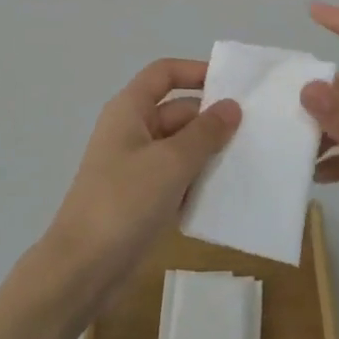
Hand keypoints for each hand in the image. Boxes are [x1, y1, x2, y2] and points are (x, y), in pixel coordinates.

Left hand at [39, 59, 239, 308]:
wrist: (83, 267)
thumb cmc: (125, 201)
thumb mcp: (171, 162)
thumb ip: (205, 133)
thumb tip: (231, 106)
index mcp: (129, 110)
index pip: (164, 74)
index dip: (195, 72)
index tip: (234, 86)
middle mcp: (130, 131)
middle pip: (177, 111)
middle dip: (212, 120)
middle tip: (255, 133)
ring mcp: (134, 166)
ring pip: (179, 148)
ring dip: (208, 154)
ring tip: (250, 162)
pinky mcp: (140, 198)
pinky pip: (175, 178)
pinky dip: (196, 182)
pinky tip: (225, 195)